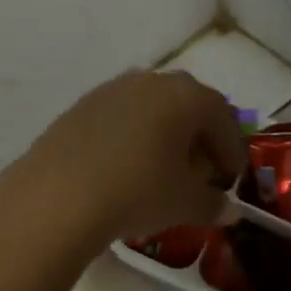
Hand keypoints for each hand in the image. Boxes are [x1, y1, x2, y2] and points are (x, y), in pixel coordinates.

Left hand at [6, 70, 247, 248]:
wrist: (59, 194)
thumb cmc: (138, 191)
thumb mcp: (185, 203)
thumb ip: (214, 204)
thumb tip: (229, 210)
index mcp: (186, 95)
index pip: (223, 119)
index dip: (231, 152)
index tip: (229, 181)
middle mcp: (150, 80)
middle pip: (187, 107)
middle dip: (198, 139)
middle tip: (199, 174)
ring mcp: (111, 89)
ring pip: (151, 109)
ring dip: (163, 136)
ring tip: (161, 172)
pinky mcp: (80, 106)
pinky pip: (120, 118)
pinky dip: (131, 138)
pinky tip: (124, 168)